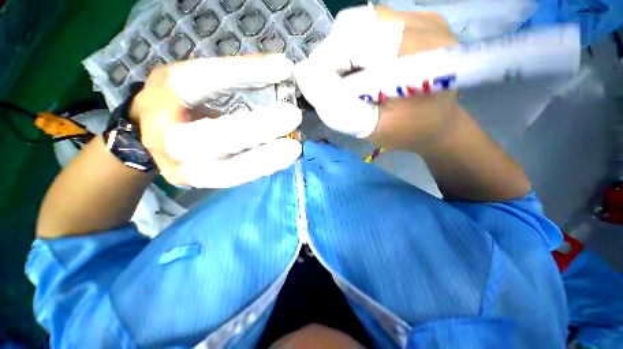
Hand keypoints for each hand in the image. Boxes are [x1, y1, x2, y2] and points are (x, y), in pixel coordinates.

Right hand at [130, 54, 301, 187]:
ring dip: (265, 159)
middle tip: (293, 116)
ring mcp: (181, 167)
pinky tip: (284, 159)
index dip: (244, 73)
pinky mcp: (196, 182)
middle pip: (213, 138)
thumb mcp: (198, 78)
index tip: (284, 68)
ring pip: (225, 170)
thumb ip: (236, 76)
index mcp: (164, 95)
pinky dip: (262, 169)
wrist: (153, 133)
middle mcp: (167, 136)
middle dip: (257, 129)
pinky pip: (233, 179)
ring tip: (294, 148)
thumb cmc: (180, 101)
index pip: (202, 80)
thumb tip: (282, 70)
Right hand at [295, 5, 459, 150]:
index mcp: (418, 57)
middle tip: (339, 85)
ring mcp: (425, 18)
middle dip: (335, 56)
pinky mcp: (420, 20)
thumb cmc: (407, 132)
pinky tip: (368, 68)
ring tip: (354, 78)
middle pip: (356, 24)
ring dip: (347, 51)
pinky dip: (360, 46)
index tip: (321, 88)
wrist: (439, 123)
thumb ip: (337, 107)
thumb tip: (305, 76)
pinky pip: (375, 23)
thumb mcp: (369, 128)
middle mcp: (425, 26)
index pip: (354, 40)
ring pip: (362, 21)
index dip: (327, 62)